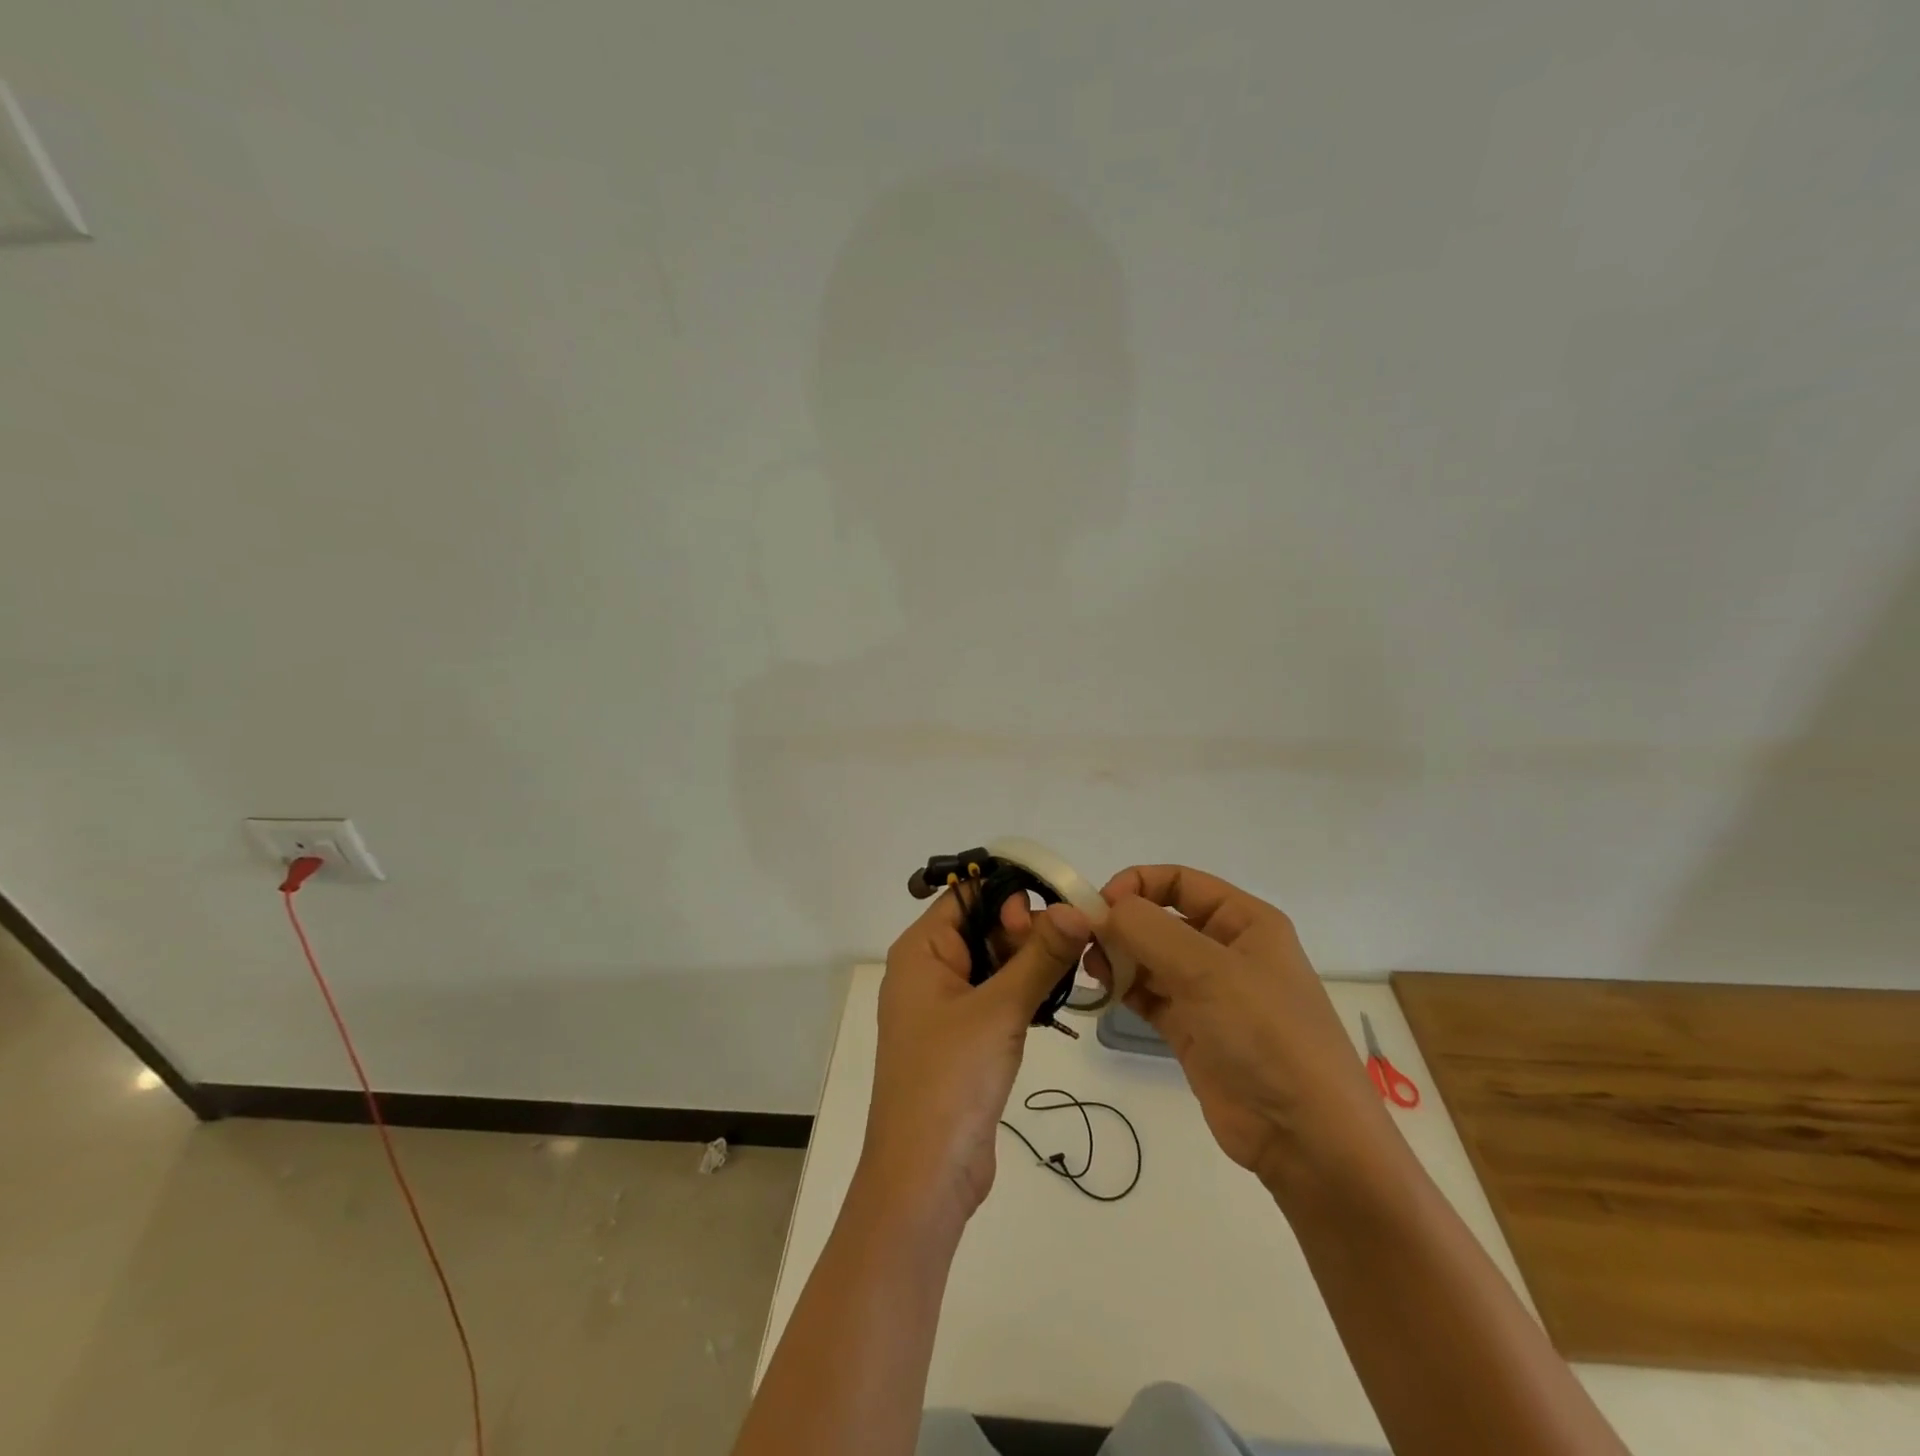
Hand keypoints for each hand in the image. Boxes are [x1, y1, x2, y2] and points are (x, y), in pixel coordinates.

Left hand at [860, 888, 1092, 1228]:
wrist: (925, 1177)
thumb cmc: (952, 1079)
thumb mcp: (1000, 1009)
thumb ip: (1040, 955)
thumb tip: (1077, 908)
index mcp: (921, 951)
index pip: (967, 896)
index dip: (1010, 896)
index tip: (1054, 914)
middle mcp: (929, 970)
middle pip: (984, 926)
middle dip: (1028, 930)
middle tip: (1071, 947)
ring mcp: (945, 1007)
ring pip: (995, 962)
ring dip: (1031, 962)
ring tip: (1072, 969)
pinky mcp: (964, 1038)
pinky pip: (997, 996)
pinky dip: (1025, 991)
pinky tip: (1056, 997)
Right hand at [1088, 865, 1386, 1194]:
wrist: (1305, 1137)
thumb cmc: (1266, 1034)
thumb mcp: (1208, 969)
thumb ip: (1148, 930)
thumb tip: (1100, 908)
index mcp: (1244, 921)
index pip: (1179, 882)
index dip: (1137, 885)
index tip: (1098, 907)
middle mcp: (1225, 949)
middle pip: (1161, 918)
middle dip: (1121, 924)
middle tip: (1083, 941)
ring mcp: (1208, 992)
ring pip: (1150, 957)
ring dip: (1118, 956)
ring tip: (1091, 969)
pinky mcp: (1192, 1029)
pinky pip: (1149, 995)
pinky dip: (1124, 989)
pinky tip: (1101, 991)